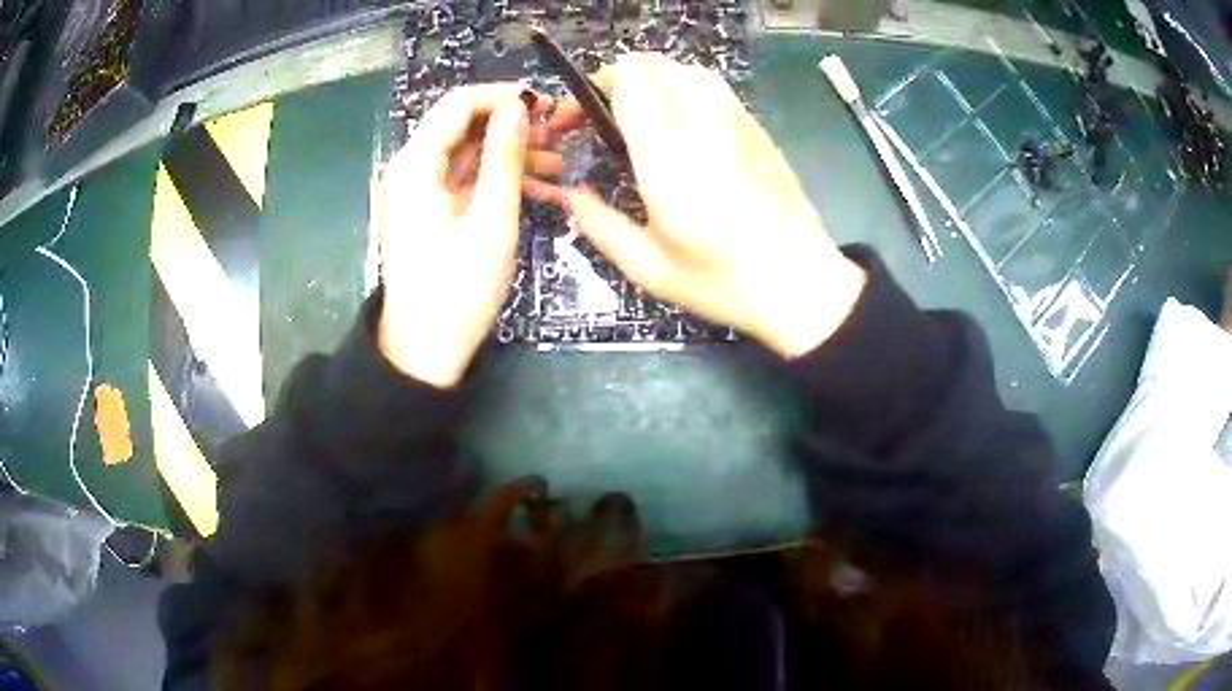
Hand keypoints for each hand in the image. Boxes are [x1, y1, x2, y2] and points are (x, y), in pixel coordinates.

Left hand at [377, 85, 542, 387]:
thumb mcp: (490, 221)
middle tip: (560, 136)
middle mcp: (414, 169)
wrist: (425, 350)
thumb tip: (519, 106)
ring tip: (558, 163)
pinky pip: (468, 179)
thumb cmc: (457, 289)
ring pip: (469, 152)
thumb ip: (504, 158)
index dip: (502, 97)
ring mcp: (423, 191)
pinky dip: (499, 177)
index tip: (546, 106)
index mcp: (417, 165)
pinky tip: (537, 186)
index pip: (458, 104)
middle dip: (512, 125)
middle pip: (464, 126)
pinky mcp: (434, 211)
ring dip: (511, 152)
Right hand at [528, 54, 865, 358]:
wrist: (801, 282)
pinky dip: (685, 89)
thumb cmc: (723, 282)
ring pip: (684, 68)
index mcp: (668, 161)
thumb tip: (566, 193)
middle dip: (616, 79)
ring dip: (653, 81)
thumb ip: (598, 223)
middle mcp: (701, 126)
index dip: (592, 89)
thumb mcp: (649, 266)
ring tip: (641, 117)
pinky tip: (683, 126)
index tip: (576, 119)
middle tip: (603, 117)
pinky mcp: (757, 127)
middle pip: (652, 65)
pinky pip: (713, 85)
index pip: (627, 83)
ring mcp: (735, 120)